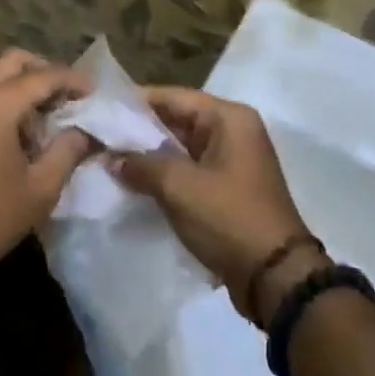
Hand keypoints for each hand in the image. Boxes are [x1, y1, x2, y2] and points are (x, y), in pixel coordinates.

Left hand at [0, 50, 93, 278]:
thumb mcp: (41, 188)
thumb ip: (68, 150)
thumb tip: (86, 131)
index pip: (42, 77)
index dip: (72, 80)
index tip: (95, 91)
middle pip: (14, 61)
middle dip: (45, 72)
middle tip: (69, 98)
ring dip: (23, 84)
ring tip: (48, 117)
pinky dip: (5, 97)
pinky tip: (22, 130)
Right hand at [110, 88, 319, 326]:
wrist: (275, 278)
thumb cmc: (229, 218)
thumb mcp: (180, 187)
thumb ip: (141, 165)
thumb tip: (112, 158)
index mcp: (229, 118)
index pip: (174, 97)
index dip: (136, 101)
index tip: (101, 108)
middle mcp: (233, 131)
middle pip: (177, 120)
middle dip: (139, 130)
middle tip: (99, 135)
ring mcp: (231, 162)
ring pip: (180, 148)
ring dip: (149, 156)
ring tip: (108, 158)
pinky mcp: (227, 189)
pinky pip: (188, 171)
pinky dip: (163, 176)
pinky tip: (132, 183)